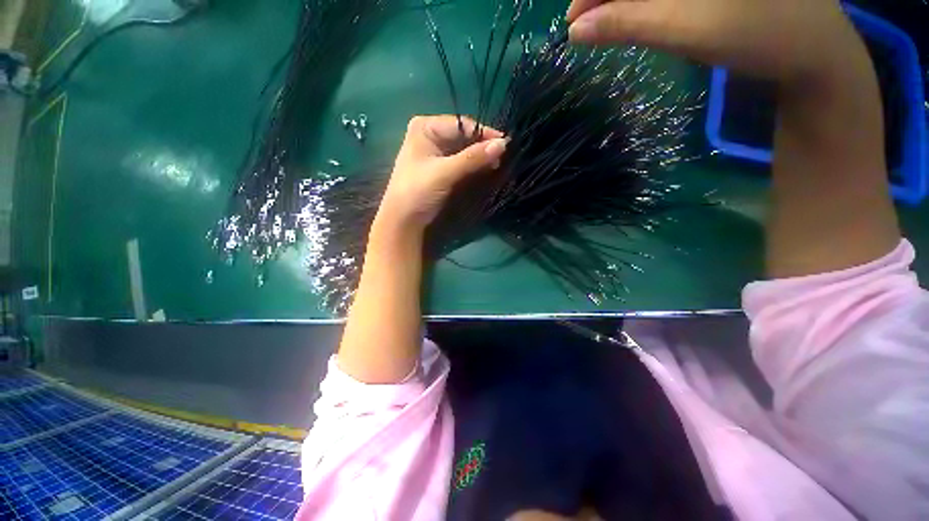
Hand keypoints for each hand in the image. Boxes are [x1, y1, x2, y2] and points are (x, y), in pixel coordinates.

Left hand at [375, 115, 506, 232]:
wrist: (403, 220)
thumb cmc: (418, 191)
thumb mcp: (445, 172)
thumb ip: (473, 158)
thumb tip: (504, 144)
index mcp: (425, 127)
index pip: (462, 124)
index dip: (484, 133)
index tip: (506, 144)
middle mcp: (431, 135)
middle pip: (464, 136)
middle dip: (483, 146)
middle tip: (503, 157)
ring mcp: (436, 152)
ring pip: (465, 150)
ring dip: (480, 157)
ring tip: (498, 164)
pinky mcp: (441, 168)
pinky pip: (462, 161)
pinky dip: (474, 166)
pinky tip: (487, 169)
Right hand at [566, 0, 866, 87]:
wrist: (812, 50)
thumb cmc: (756, 33)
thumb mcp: (685, 26)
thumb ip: (626, 22)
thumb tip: (576, 29)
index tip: (573, 18)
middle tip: (585, 25)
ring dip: (624, 0)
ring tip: (605, 23)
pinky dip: (646, 1)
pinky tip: (636, 14)